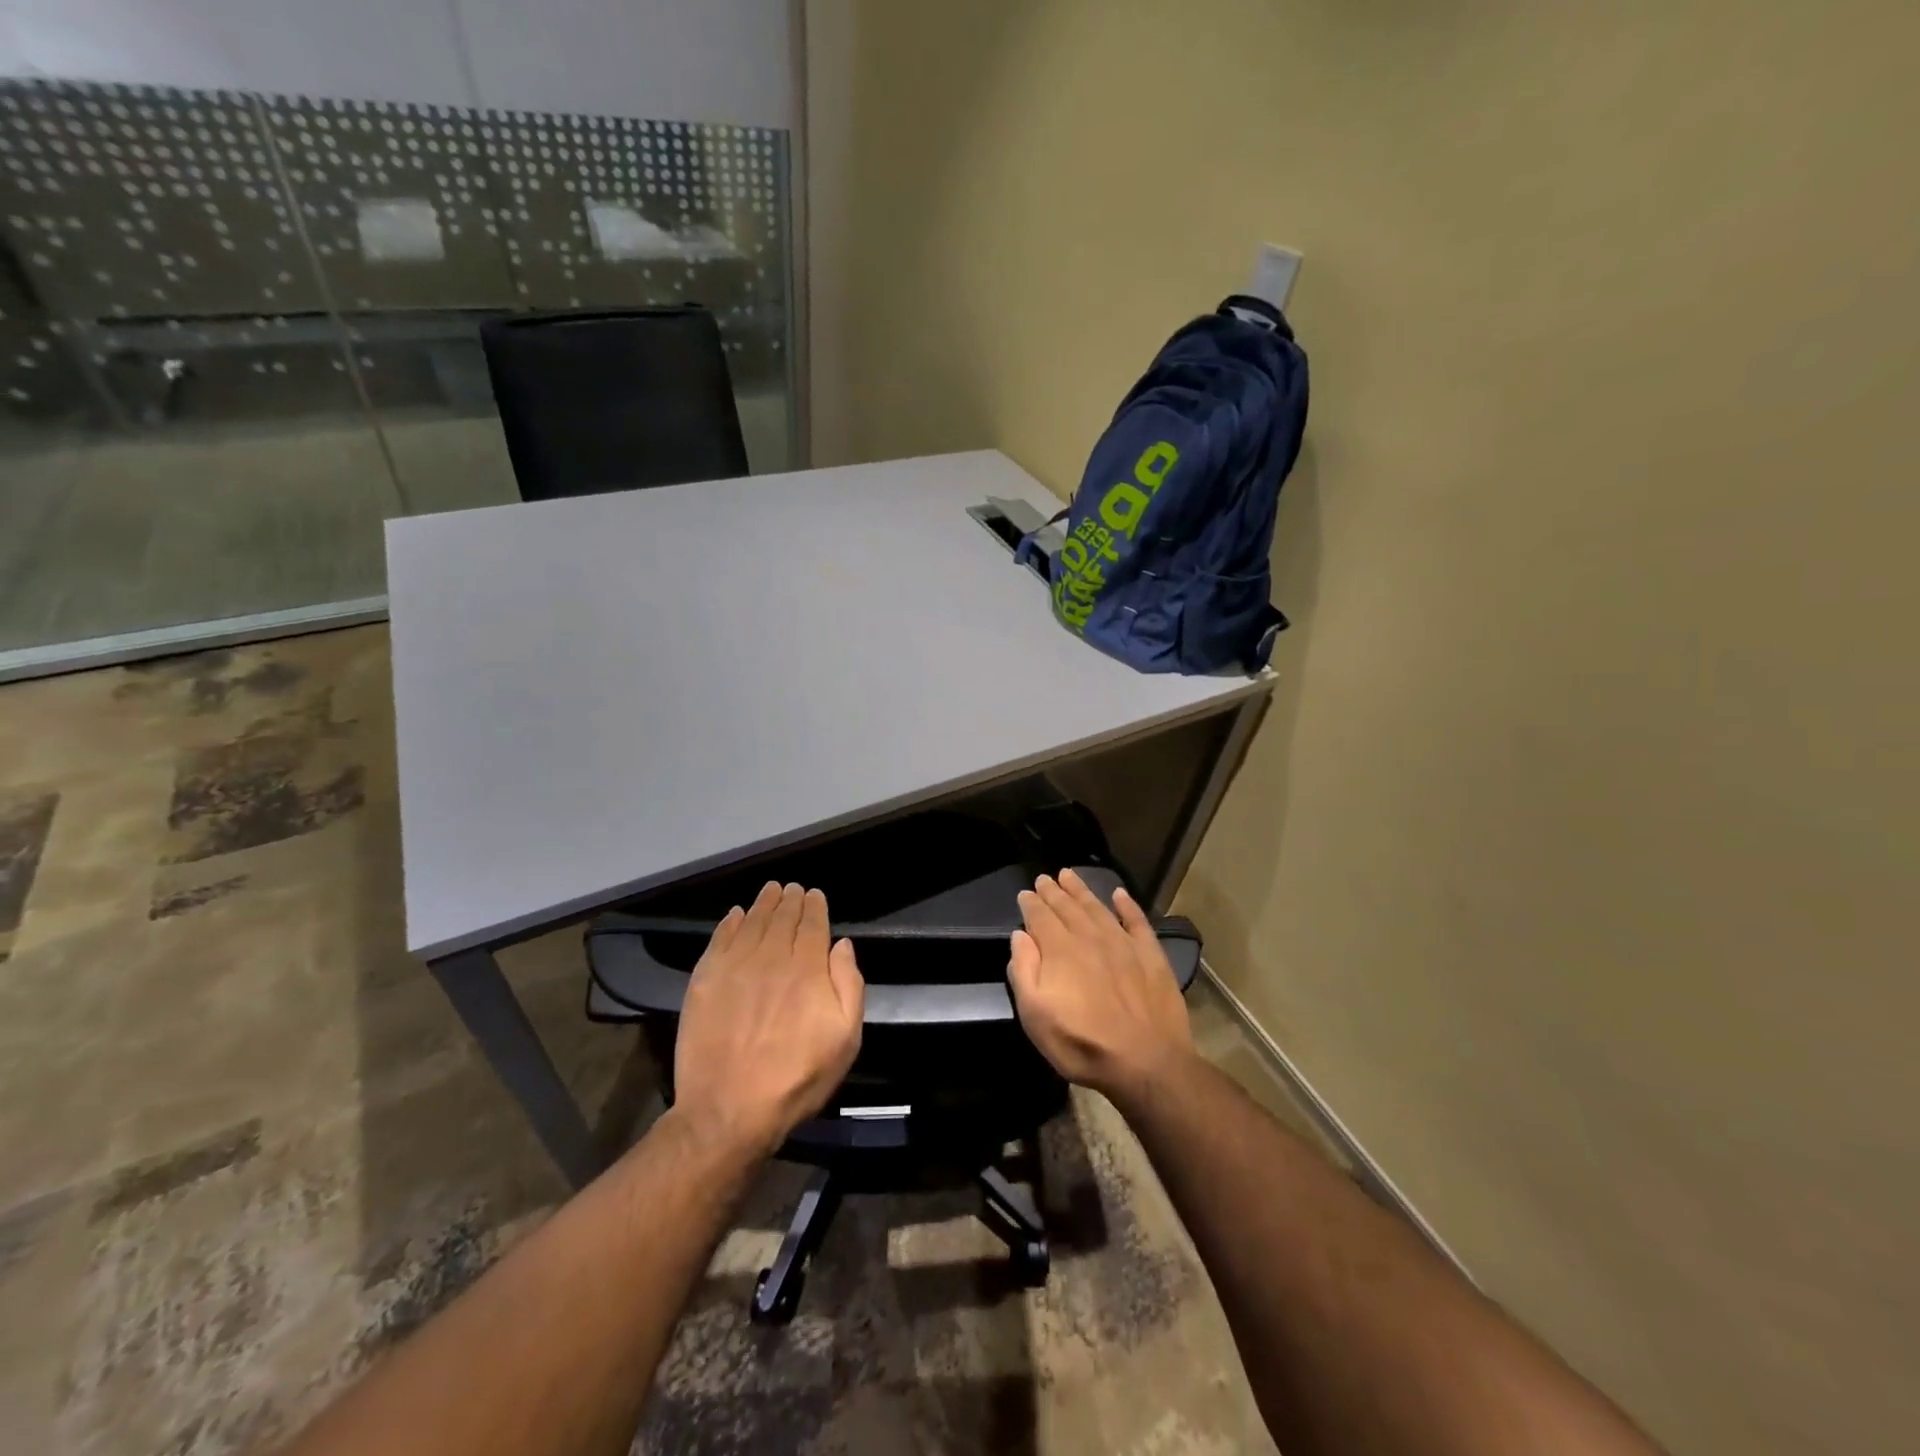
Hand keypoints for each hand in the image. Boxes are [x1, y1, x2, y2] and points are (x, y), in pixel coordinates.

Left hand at [670, 882, 864, 1157]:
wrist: (728, 1110)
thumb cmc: (797, 1078)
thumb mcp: (845, 1039)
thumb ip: (849, 985)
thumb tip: (842, 945)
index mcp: (807, 969)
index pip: (812, 925)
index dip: (814, 906)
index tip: (814, 894)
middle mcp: (771, 958)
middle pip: (782, 918)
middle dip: (790, 900)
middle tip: (792, 889)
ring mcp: (734, 967)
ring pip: (751, 922)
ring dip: (763, 904)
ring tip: (770, 891)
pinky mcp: (705, 981)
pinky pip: (719, 940)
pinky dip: (729, 923)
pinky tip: (735, 915)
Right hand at [1008, 870, 1194, 1104]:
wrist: (1146, 1062)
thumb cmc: (1082, 1043)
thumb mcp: (1036, 1016)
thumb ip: (1024, 970)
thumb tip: (1020, 935)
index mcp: (1060, 950)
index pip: (1040, 917)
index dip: (1031, 903)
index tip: (1026, 893)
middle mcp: (1090, 937)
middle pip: (1067, 907)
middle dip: (1053, 892)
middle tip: (1045, 878)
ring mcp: (1123, 943)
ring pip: (1097, 907)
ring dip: (1082, 890)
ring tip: (1069, 875)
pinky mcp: (1150, 954)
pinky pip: (1136, 921)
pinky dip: (1127, 905)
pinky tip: (1119, 894)